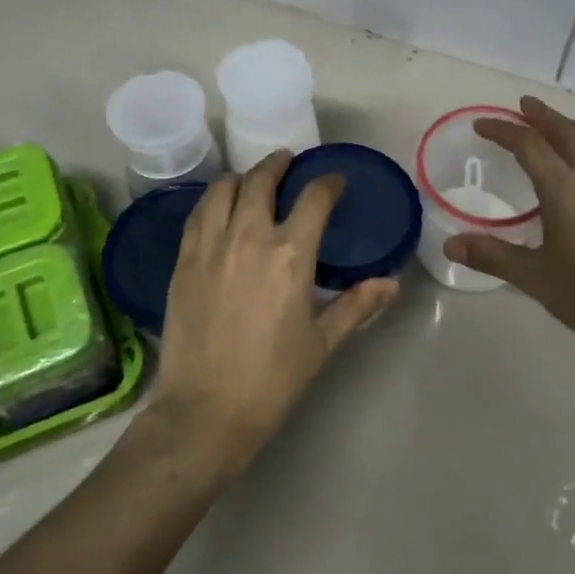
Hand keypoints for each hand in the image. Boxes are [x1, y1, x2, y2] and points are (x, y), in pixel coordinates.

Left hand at [152, 150, 397, 469]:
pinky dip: (212, 201)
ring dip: (241, 178)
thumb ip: (356, 305)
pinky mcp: (183, 262)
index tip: (333, 181)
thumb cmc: (272, 379)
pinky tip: (218, 209)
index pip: (313, 199)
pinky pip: (197, 215)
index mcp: (290, 255)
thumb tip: (391, 283)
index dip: (327, 183)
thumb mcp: (322, 342)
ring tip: (250, 181)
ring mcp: (210, 247)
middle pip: (261, 181)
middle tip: (286, 163)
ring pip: (222, 190)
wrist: (205, 410)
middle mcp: (248, 237)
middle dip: (277, 165)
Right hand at [443, 96, 574, 354]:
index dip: (503, 130)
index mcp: (566, 191)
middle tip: (522, 104)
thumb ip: (492, 256)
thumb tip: (450, 246)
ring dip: (562, 134)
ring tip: (543, 136)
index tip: (481, 125)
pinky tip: (571, 180)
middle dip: (542, 115)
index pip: (529, 145)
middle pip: (567, 133)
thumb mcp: (534, 277)